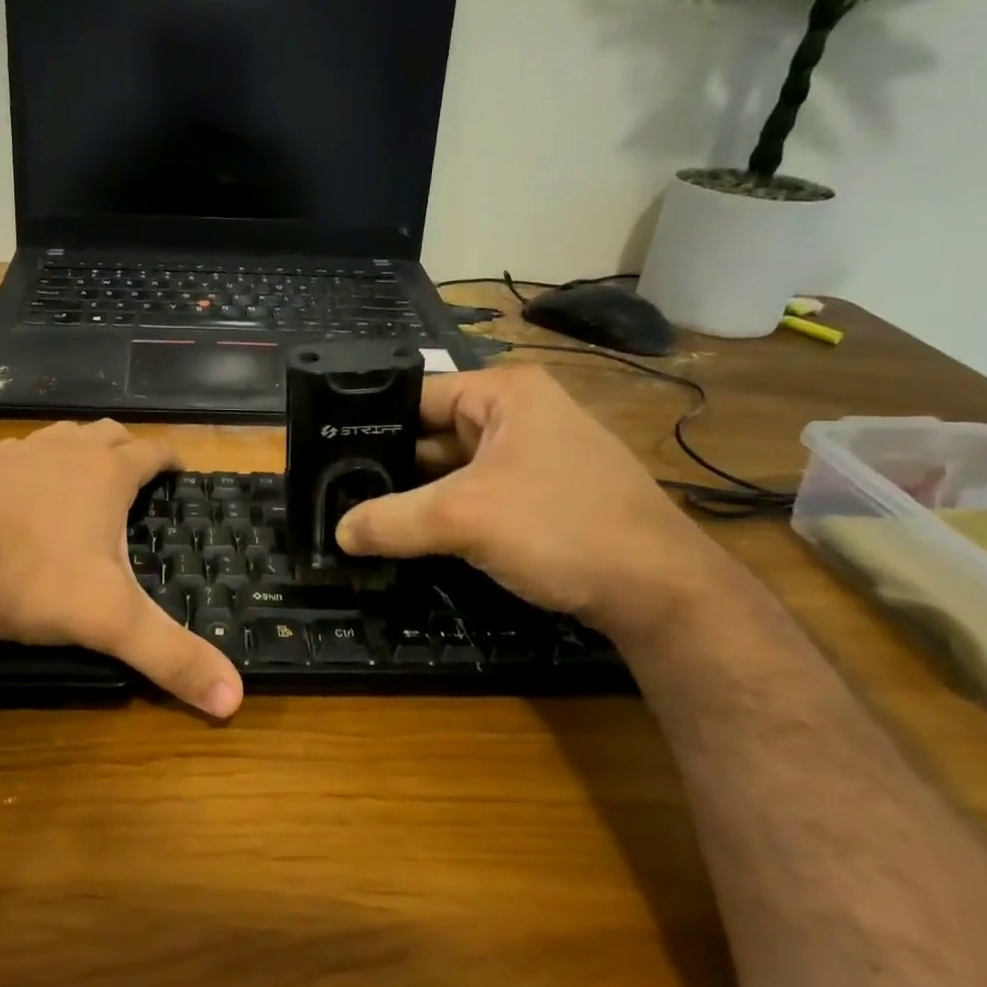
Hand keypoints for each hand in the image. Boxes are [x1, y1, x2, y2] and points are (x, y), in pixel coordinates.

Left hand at [0, 421, 243, 717]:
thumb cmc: (29, 579)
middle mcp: (63, 451)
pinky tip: (18, 495)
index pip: (152, 452)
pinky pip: (14, 456)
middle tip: (135, 473)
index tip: (179, 469)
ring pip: (59, 438)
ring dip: (77, 451)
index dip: (170, 459)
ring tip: (82, 478)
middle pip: (106, 433)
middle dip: (126, 448)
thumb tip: (235, 702)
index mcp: (104, 473)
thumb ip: (171, 657)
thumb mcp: (108, 621)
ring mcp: (13, 455)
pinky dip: (29, 468)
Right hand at [334, 366, 730, 637]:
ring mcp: (531, 458)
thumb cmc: (561, 527)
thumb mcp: (464, 518)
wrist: (661, 593)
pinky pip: (474, 496)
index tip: (325, 455)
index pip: (415, 396)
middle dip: (388, 466)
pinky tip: (406, 535)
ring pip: (451, 470)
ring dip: (414, 496)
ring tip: (357, 515)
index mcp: (504, 393)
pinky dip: (442, 514)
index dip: (369, 423)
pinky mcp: (539, 497)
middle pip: (431, 434)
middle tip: (334, 492)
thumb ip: (391, 520)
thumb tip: (337, 532)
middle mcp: (517, 415)